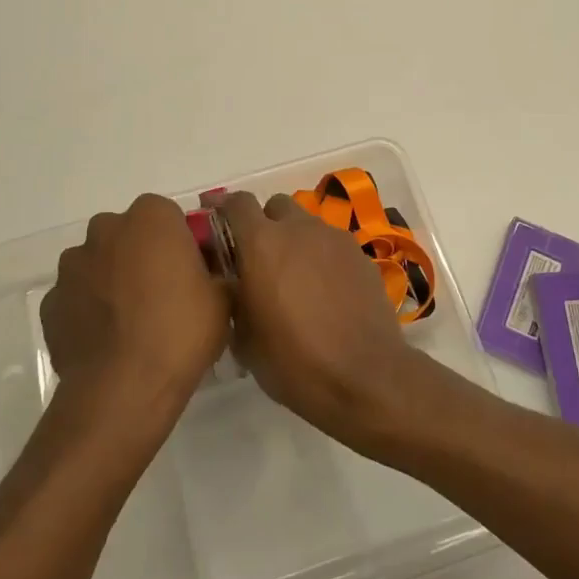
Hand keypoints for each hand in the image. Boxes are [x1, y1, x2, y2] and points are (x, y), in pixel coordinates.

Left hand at [41, 194, 228, 428]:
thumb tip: (209, 275)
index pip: (167, 214)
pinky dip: (88, 311)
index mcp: (151, 218)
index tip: (189, 271)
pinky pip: (76, 297)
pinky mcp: (51, 302)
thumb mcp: (223, 298)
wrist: (123, 388)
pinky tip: (107, 341)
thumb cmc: (180, 331)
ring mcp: (72, 266)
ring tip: (132, 323)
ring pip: (98, 263)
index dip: (178, 241)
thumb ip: (215, 273)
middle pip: (127, 233)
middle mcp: (106, 230)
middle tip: (162, 294)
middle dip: (141, 255)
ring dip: (111, 280)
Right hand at [212, 191, 427, 446]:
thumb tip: (233, 285)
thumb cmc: (294, 361)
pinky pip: (332, 245)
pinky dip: (321, 257)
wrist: (364, 376)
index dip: (223, 207)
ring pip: (306, 224)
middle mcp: (299, 229)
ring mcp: (334, 239)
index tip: (213, 218)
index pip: (237, 203)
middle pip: (275, 206)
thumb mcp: (245, 339)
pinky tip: (324, 291)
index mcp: (262, 243)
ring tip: (294, 278)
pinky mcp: (360, 255)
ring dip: (295, 240)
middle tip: (258, 257)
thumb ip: (233, 298)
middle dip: (264, 223)